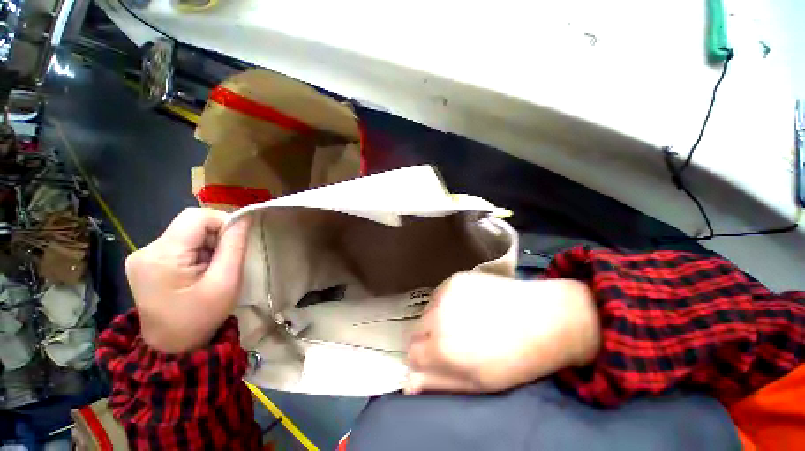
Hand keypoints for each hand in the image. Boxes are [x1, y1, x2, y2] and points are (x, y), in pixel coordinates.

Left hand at [125, 208, 250, 353]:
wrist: (174, 346)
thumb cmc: (201, 317)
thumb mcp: (225, 282)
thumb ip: (234, 246)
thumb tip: (245, 218)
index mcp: (161, 256)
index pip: (196, 217)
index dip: (223, 222)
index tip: (236, 243)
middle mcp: (146, 250)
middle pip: (190, 224)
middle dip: (215, 237)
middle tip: (225, 262)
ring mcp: (142, 256)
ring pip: (187, 233)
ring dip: (207, 246)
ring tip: (213, 269)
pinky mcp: (146, 262)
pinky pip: (179, 244)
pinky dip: (197, 252)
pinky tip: (200, 271)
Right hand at [405, 273, 599, 393]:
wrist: (543, 318)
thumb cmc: (514, 360)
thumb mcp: (477, 383)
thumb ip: (439, 382)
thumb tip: (408, 383)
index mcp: (441, 347)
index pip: (412, 353)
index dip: (425, 358)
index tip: (439, 358)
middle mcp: (437, 317)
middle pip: (417, 329)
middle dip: (430, 337)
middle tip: (455, 340)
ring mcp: (446, 293)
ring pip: (428, 310)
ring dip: (438, 318)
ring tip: (464, 321)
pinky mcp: (456, 279)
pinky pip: (440, 294)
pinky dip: (448, 302)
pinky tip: (469, 305)